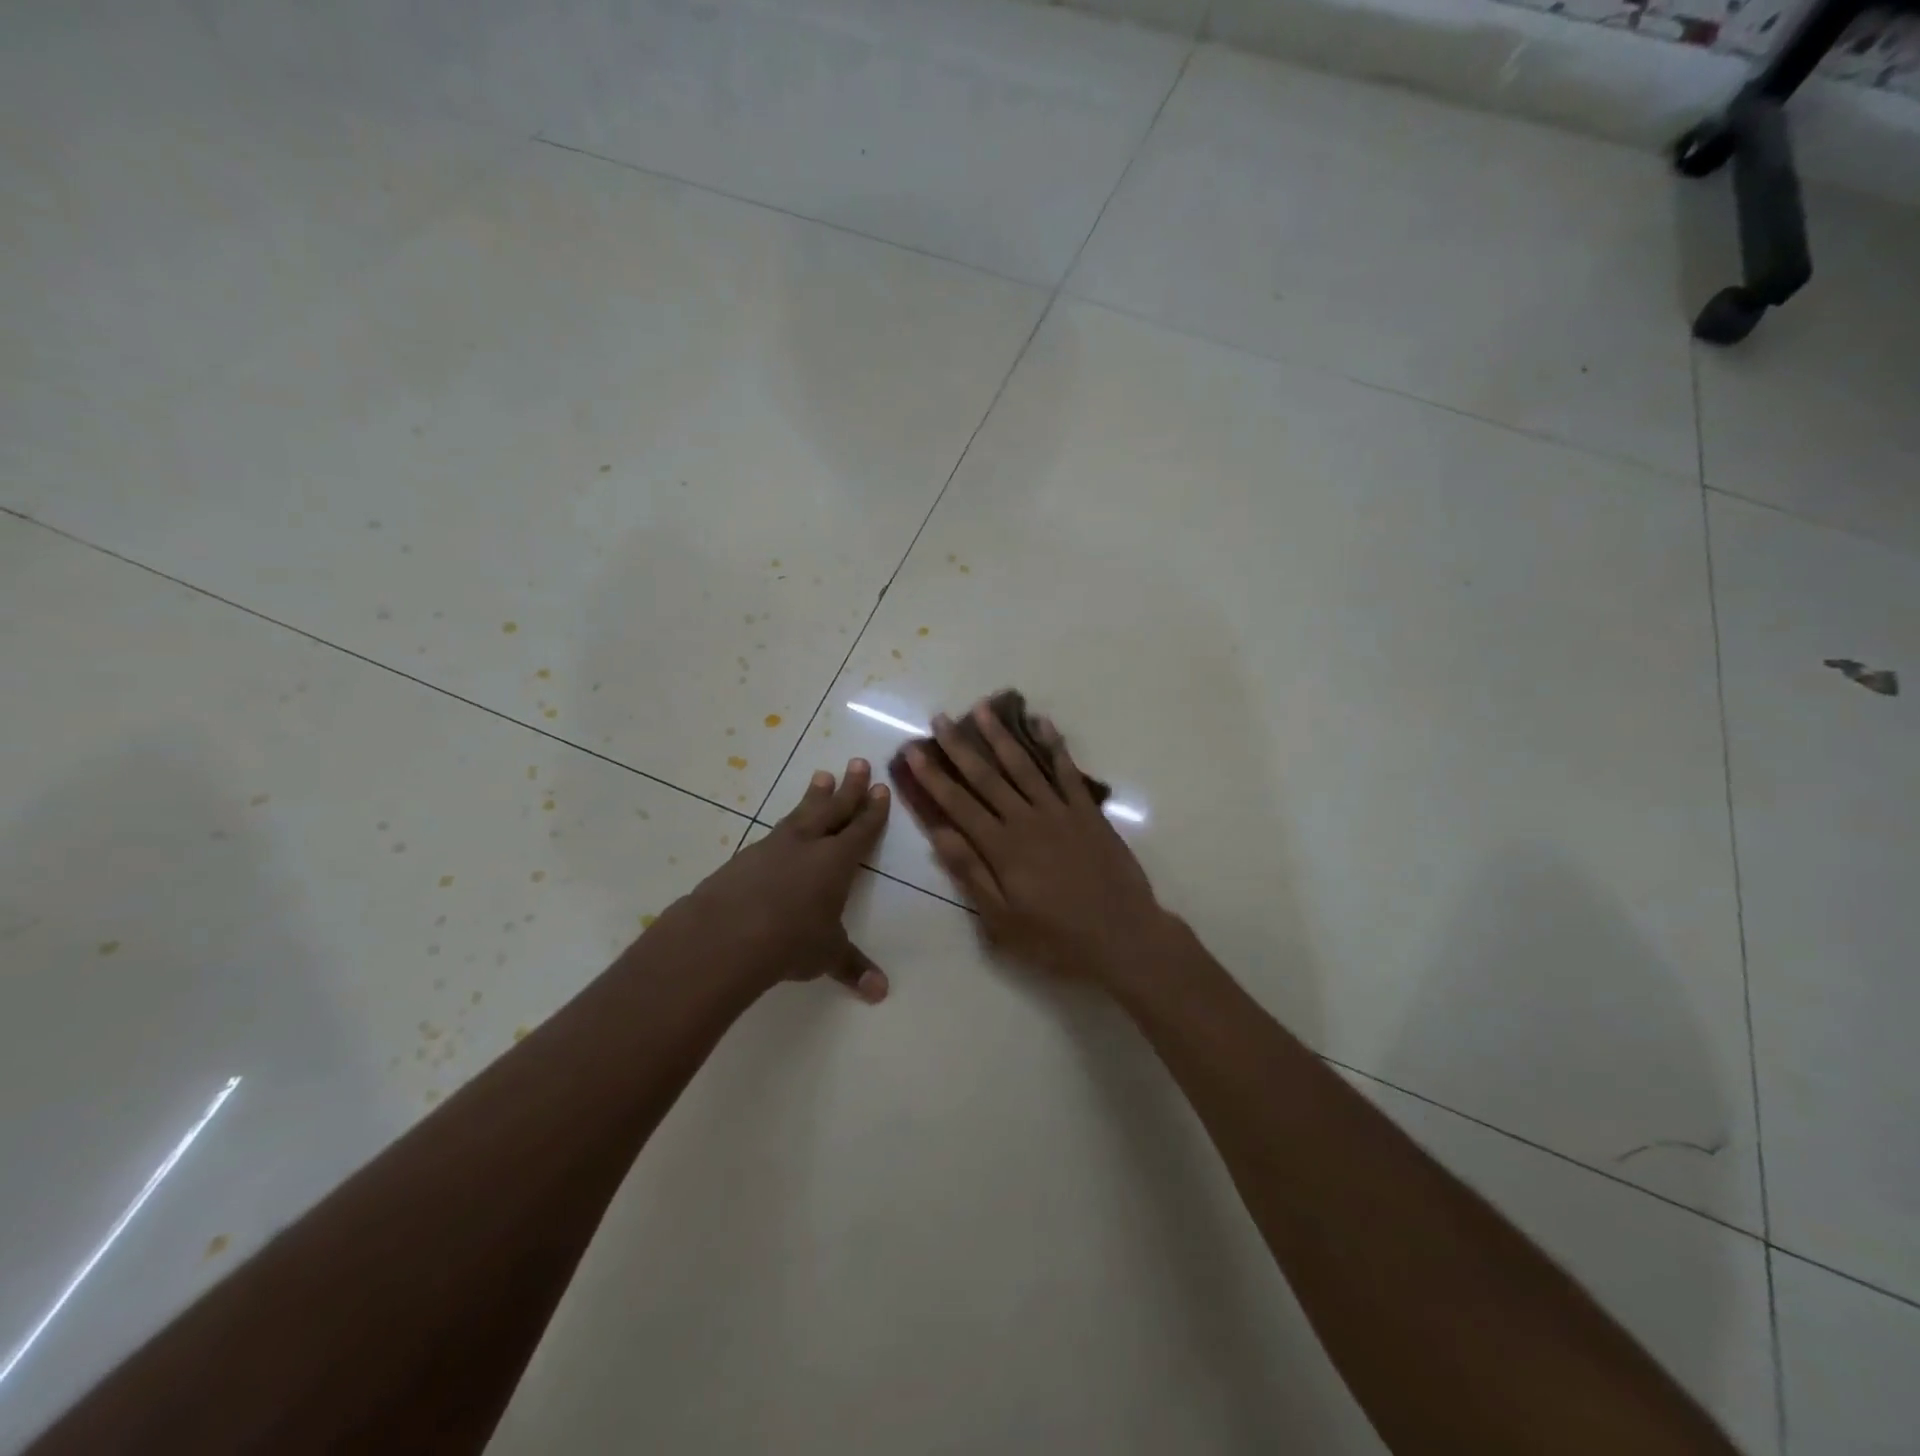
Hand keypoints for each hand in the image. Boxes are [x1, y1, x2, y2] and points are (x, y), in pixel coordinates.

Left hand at [680, 759, 891, 1000]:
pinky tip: (783, 829)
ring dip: (814, 796)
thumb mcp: (827, 954)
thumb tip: (881, 992)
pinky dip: (785, 826)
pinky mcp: (745, 858)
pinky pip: (773, 834)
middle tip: (857, 762)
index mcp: (836, 862)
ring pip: (800, 814)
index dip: (873, 811)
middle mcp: (807, 845)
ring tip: (822, 776)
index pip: (861, 830)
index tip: (880, 788)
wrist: (725, 935)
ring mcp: (773, 848)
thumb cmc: (789, 941)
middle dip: (848, 788)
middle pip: (833, 809)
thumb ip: (853, 967)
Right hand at [900, 701, 1173, 987]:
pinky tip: (1041, 723)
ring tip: (982, 709)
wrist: (1123, 937)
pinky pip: (1068, 771)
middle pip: (987, 776)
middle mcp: (1027, 820)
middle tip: (940, 719)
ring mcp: (1060, 811)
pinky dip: (1054, 745)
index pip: (958, 803)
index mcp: (1002, 847)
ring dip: (1001, 736)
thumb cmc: (1057, 938)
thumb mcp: (1002, 920)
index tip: (913, 750)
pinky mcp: (1088, 812)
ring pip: (1024, 765)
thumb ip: (971, 872)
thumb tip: (939, 833)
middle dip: (960, 747)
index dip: (933, 776)